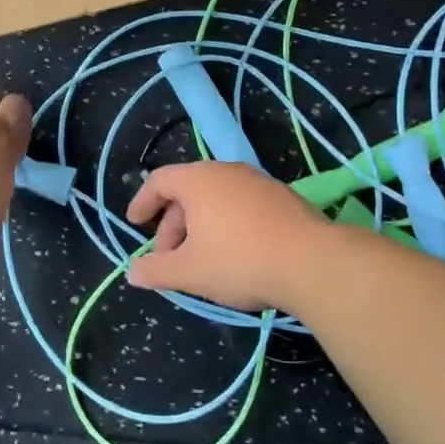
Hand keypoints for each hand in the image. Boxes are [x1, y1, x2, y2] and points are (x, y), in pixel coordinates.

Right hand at [125, 163, 328, 311]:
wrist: (312, 263)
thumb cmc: (239, 260)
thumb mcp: (189, 272)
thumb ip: (155, 270)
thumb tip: (132, 272)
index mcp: (198, 180)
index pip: (159, 181)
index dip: (142, 202)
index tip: (134, 223)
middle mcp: (226, 171)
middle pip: (188, 191)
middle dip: (172, 225)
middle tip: (168, 259)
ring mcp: (258, 182)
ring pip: (217, 199)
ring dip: (200, 226)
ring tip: (200, 260)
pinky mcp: (283, 198)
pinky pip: (242, 205)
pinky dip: (227, 224)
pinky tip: (235, 255)